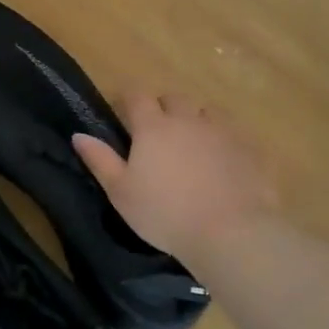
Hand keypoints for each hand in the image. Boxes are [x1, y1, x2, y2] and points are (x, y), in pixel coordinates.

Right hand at [72, 92, 277, 257]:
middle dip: (163, 107)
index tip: (122, 110)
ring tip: (192, 143)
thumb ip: (99, 160)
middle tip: (157, 131)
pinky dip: (223, 140)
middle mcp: (187, 120)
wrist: (231, 233)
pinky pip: (234, 133)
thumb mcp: (120, 192)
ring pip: (207, 112)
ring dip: (196, 119)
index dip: (127, 98)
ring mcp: (223, 132)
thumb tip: (78, 135)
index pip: (136, 95)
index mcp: (153, 127)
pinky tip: (222, 161)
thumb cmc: (164, 213)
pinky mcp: (250, 150)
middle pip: (174, 98)